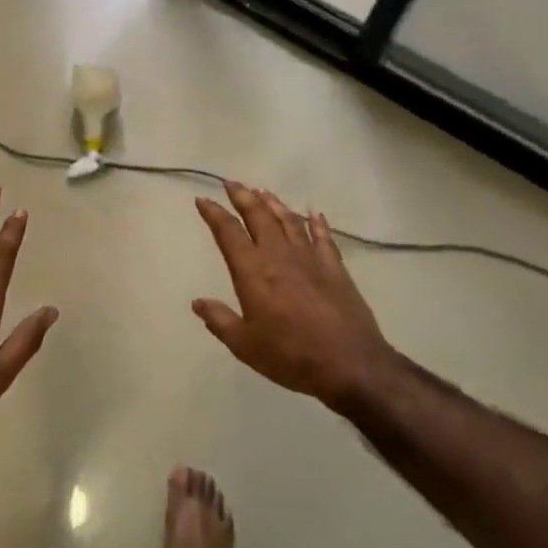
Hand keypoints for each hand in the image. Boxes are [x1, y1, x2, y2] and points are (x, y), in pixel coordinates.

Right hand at [193, 181, 402, 409]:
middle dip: (243, 197)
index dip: (214, 214)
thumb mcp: (244, 345)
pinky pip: (323, 237)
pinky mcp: (335, 268)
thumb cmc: (290, 355)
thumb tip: (198, 302)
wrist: (349, 363)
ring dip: (274, 204)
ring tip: (263, 191)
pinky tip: (314, 214)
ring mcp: (310, 258)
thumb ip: (219, 320)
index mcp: (252, 272)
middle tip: (232, 183)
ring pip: (289, 221)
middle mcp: (279, 256)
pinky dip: (317, 224)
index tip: (203, 200)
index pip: (228, 233)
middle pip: (259, 216)